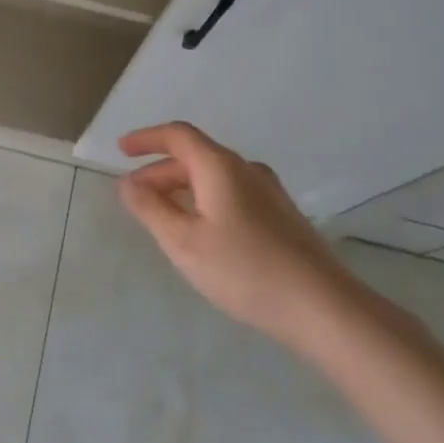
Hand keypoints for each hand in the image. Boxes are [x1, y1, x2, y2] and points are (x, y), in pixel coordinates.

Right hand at [117, 122, 365, 346]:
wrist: (322, 306)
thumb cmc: (244, 269)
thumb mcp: (183, 242)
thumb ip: (150, 209)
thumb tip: (127, 184)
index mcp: (220, 167)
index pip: (177, 136)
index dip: (146, 139)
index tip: (121, 150)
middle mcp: (246, 170)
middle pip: (195, 157)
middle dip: (159, 171)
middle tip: (134, 196)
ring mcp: (268, 192)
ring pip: (214, 177)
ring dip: (181, 188)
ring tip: (161, 215)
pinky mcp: (280, 216)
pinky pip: (231, 194)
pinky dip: (204, 200)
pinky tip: (199, 231)